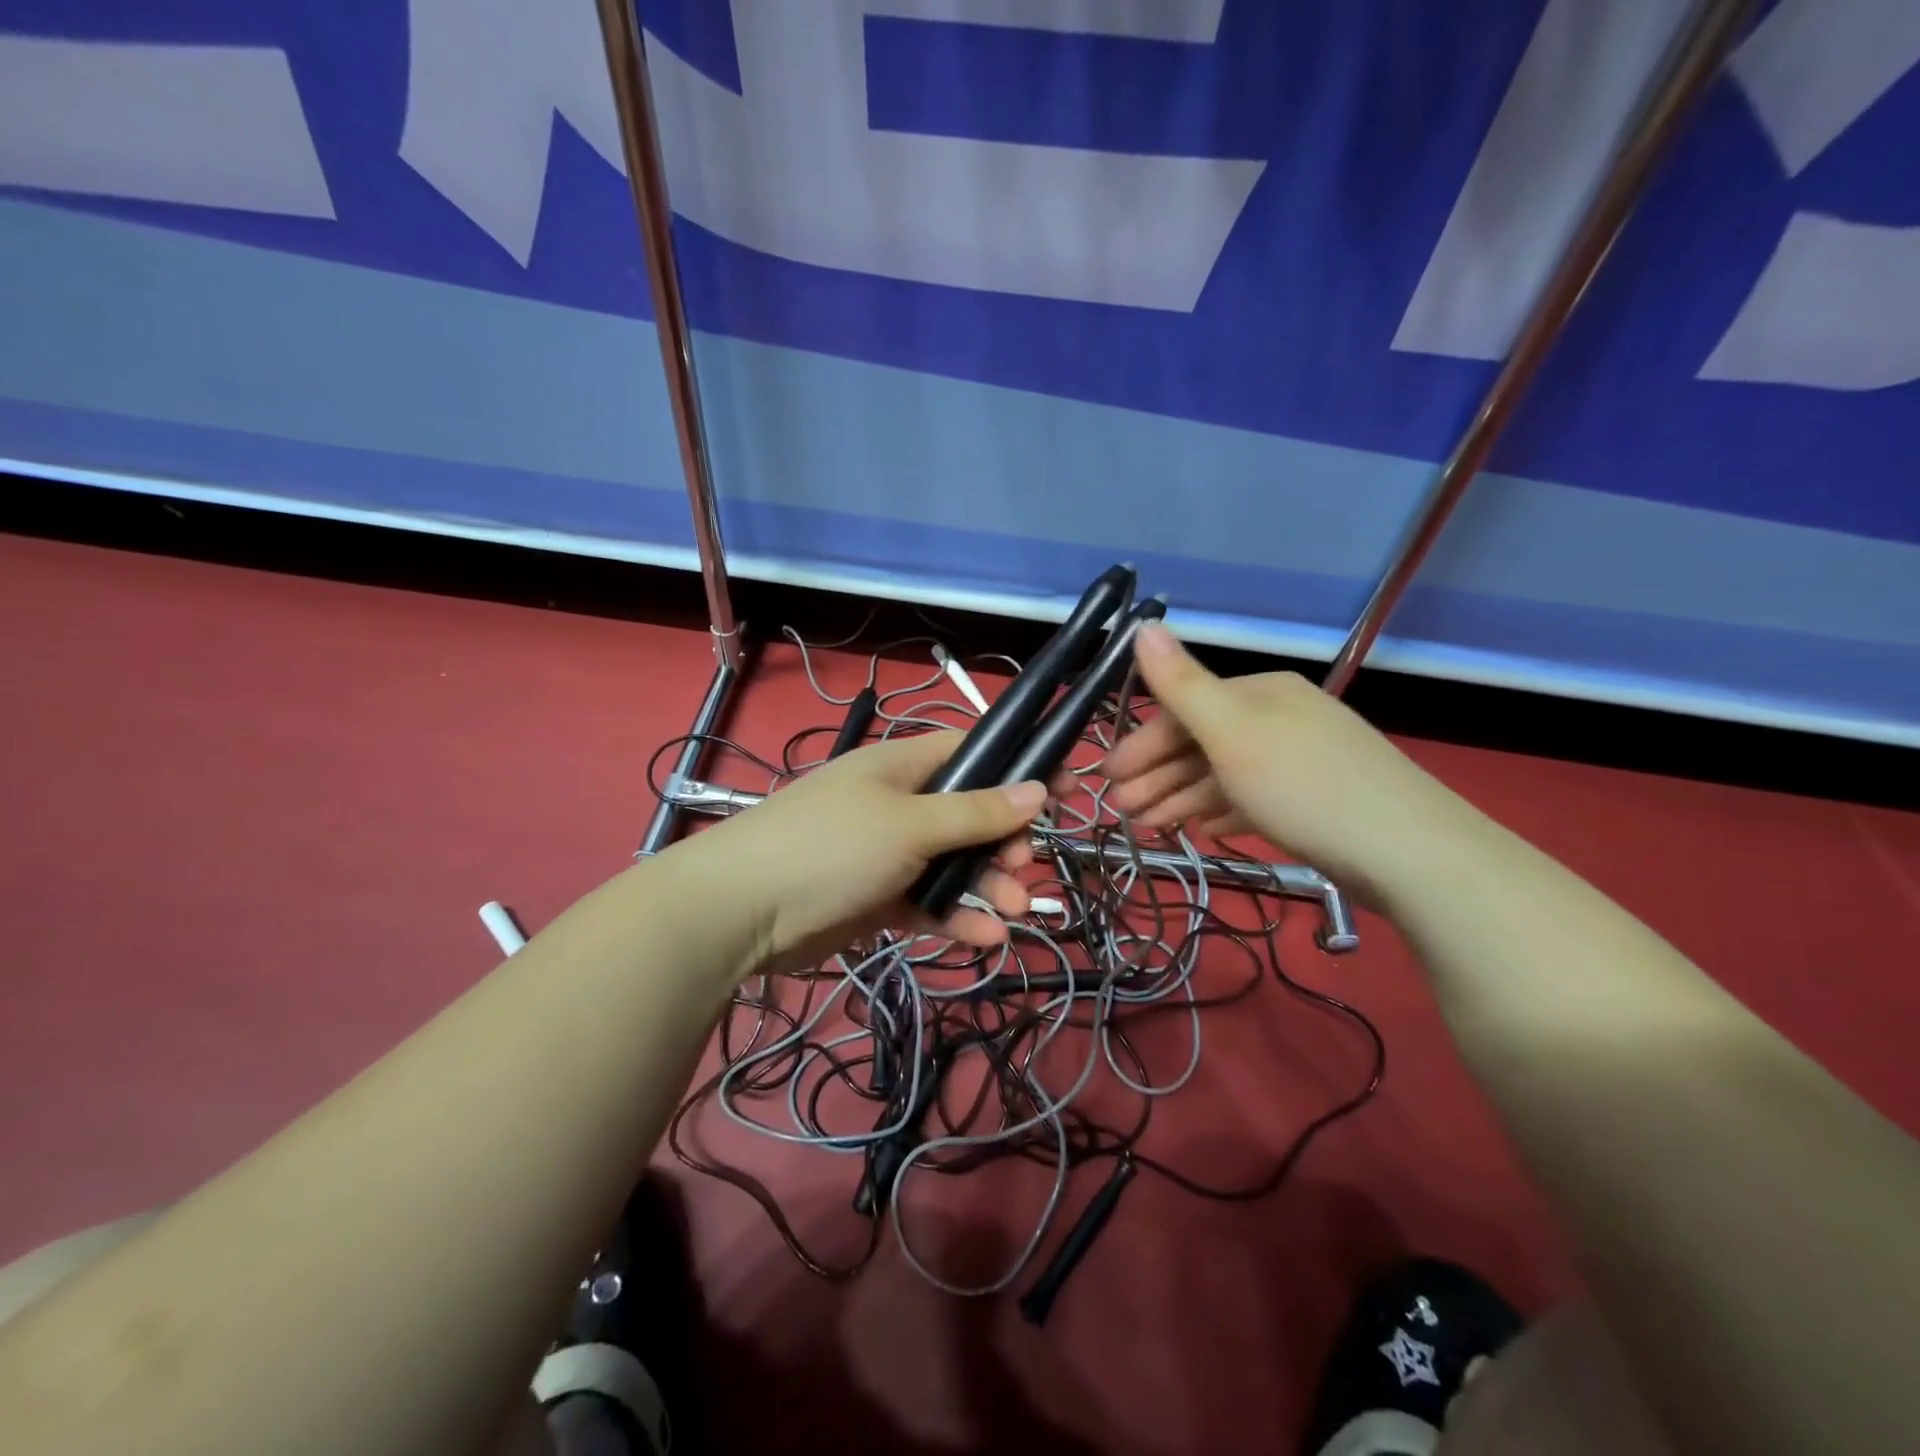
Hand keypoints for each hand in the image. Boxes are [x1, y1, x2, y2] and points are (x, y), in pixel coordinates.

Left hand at [680, 730, 1047, 975]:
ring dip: (985, 887)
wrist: (741, 912)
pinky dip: (955, 918)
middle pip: (970, 815)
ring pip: (953, 864)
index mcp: (903, 766)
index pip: (973, 753)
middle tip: (1023, 870)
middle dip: (1003, 843)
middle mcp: (899, 803)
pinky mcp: (877, 897)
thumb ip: (975, 812)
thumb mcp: (910, 824)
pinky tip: (983, 940)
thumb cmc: (830, 847)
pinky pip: (928, 903)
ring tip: (1011, 914)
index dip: (1019, 768)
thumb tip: (1037, 789)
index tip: (1063, 790)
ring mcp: (887, 852)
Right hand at [1100, 623, 1476, 901]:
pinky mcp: (1316, 802)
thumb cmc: (1303, 785)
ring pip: (1224, 774)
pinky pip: (1253, 798)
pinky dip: (1222, 811)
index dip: (1142, 744)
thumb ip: (1181, 683)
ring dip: (1181, 798)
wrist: (1409, 853)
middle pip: (1202, 743)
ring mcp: (1300, 761)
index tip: (1109, 779)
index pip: (1184, 710)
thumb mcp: (1231, 730)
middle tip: (1121, 811)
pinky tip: (1202, 831)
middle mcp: (1280, 719)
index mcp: (1260, 694)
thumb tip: (1142, 624)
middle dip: (1157, 776)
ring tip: (1149, 828)